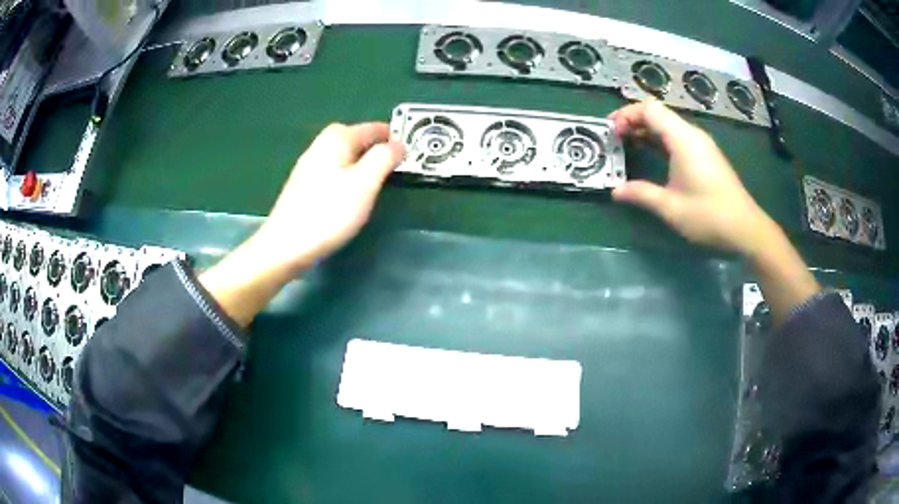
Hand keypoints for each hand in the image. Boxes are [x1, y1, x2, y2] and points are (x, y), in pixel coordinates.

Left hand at [254, 122, 404, 271]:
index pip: (375, 128)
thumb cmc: (329, 212)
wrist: (286, 245)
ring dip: (364, 165)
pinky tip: (351, 197)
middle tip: (395, 170)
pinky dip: (349, 178)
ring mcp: (310, 165)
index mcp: (337, 138)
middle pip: (358, 139)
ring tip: (377, 184)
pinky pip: (335, 172)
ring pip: (346, 157)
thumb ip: (384, 158)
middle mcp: (321, 145)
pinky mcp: (305, 185)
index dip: (395, 138)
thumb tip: (399, 144)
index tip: (413, 155)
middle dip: (378, 151)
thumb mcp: (365, 183)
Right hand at [609, 101, 776, 256]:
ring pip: (668, 124)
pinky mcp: (706, 155)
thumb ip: (641, 194)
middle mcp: (692, 134)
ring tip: (628, 145)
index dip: (627, 114)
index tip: (612, 131)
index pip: (649, 109)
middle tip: (615, 138)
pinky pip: (678, 136)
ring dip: (647, 130)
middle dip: (633, 121)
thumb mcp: (671, 207)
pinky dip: (661, 140)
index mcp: (683, 139)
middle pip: (658, 113)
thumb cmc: (708, 215)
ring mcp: (701, 144)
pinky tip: (652, 155)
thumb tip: (615, 191)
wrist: (745, 228)